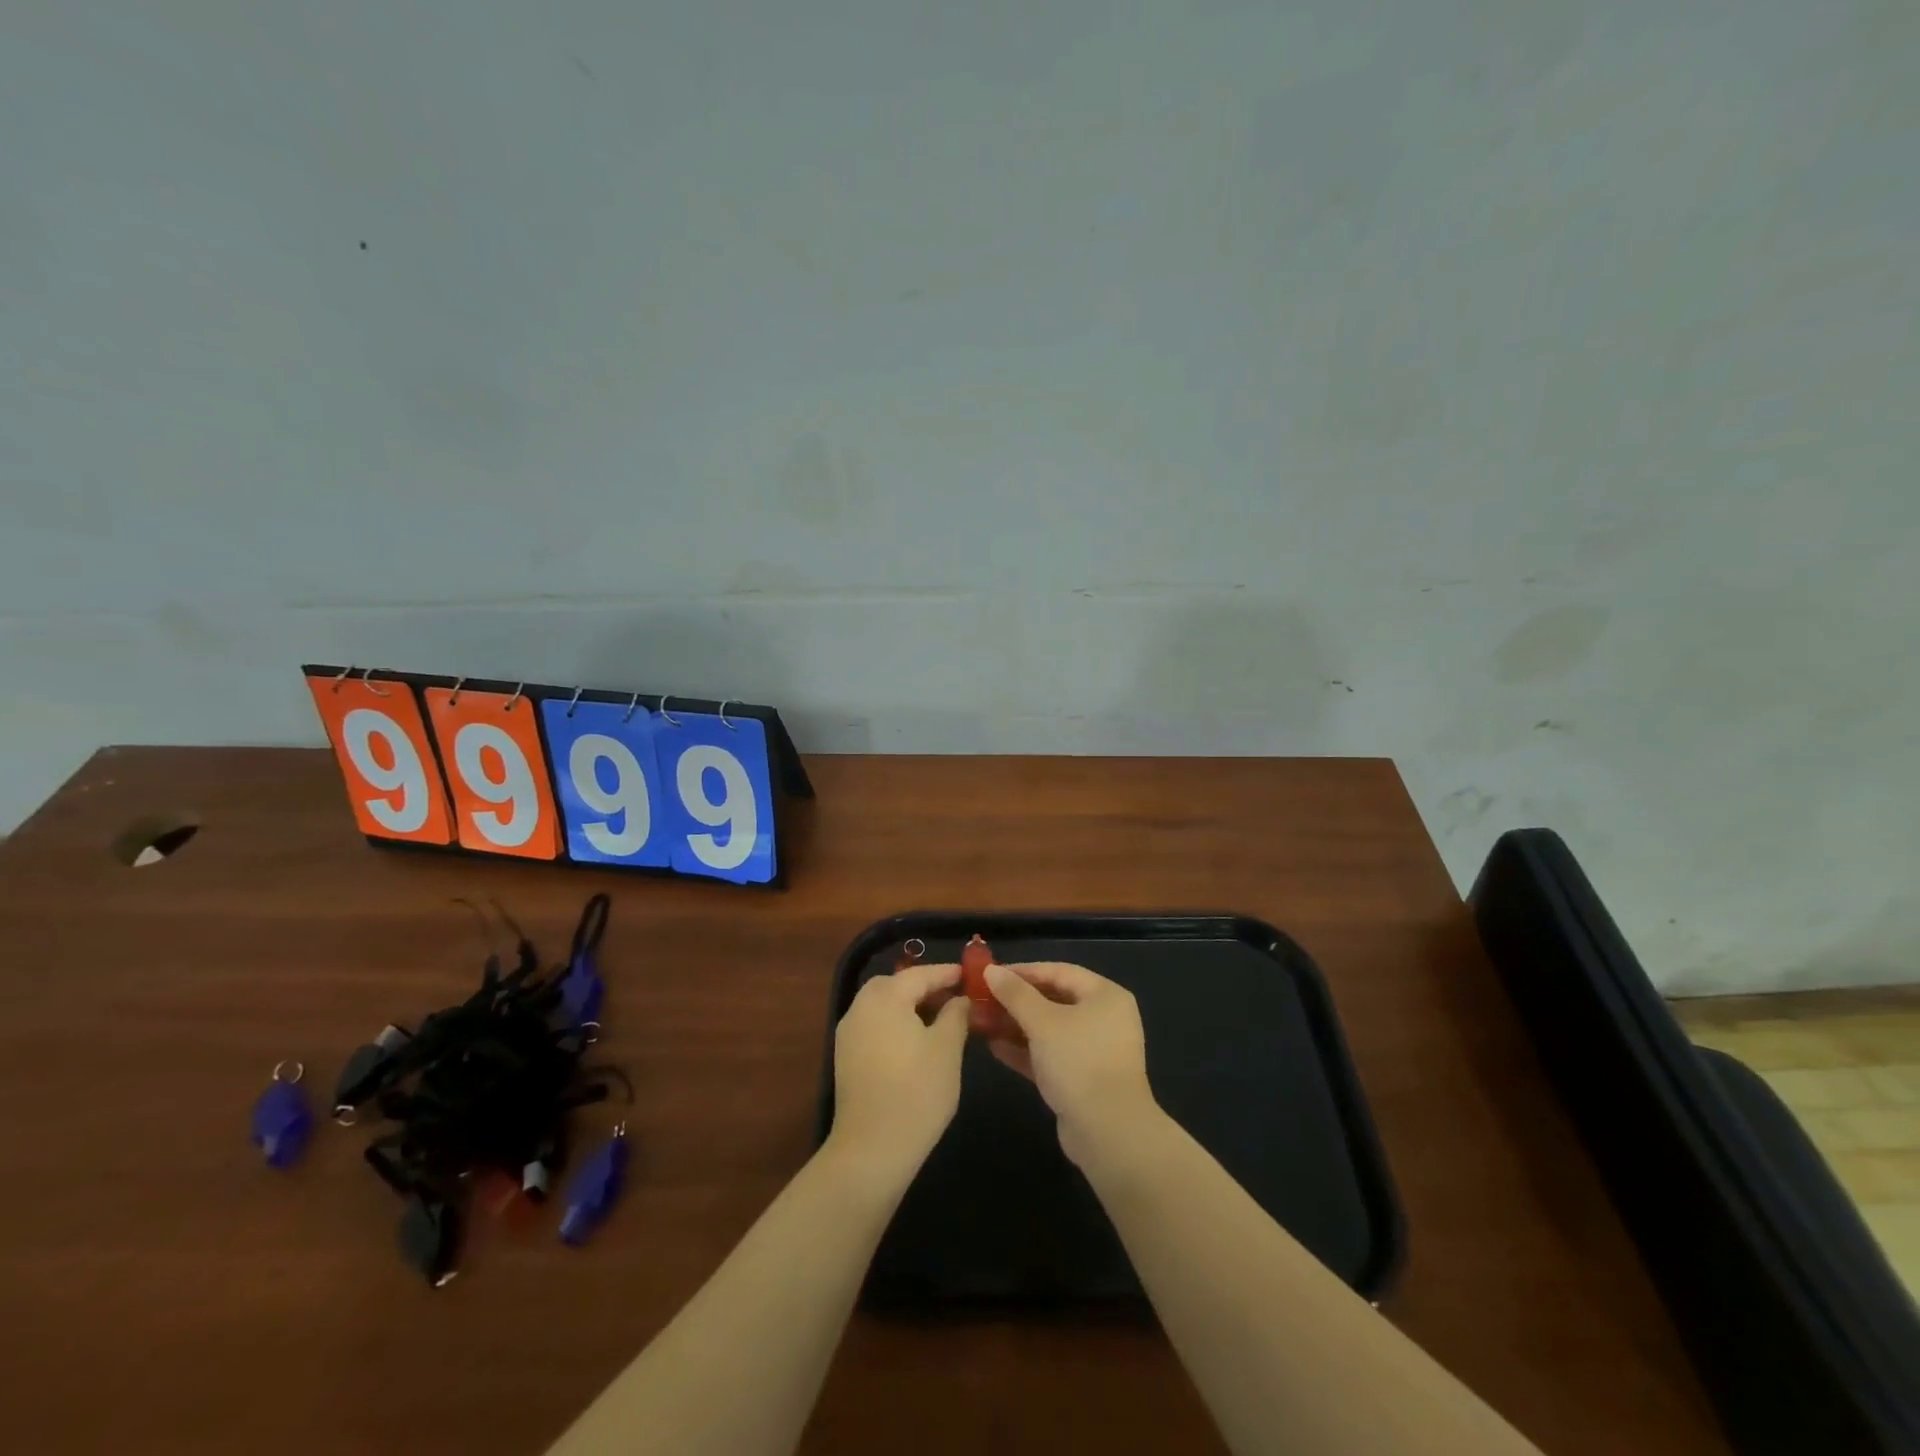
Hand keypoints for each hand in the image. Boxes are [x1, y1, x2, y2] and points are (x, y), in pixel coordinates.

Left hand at [827, 961, 969, 1182]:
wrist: (871, 1149)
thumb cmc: (916, 1092)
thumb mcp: (948, 1049)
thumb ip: (956, 1015)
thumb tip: (960, 999)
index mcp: (886, 997)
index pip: (920, 974)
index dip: (947, 973)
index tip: (970, 975)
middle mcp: (861, 1006)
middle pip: (896, 984)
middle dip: (924, 986)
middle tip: (953, 997)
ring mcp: (848, 1032)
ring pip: (882, 1004)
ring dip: (908, 1005)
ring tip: (939, 1020)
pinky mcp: (845, 1056)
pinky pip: (873, 1025)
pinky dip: (894, 1023)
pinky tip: (915, 1042)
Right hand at [980, 962, 1160, 1169]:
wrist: (1108, 1133)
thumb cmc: (1078, 1062)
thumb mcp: (1043, 1022)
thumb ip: (1016, 994)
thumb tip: (991, 970)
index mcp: (1105, 996)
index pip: (1059, 971)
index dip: (1023, 971)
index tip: (990, 973)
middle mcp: (1103, 1018)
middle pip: (1054, 999)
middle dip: (1016, 1001)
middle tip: (982, 999)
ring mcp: (1094, 1050)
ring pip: (1049, 1029)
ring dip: (1016, 1025)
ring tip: (982, 1022)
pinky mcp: (1082, 1079)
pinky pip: (1050, 1055)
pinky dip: (1025, 1050)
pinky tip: (994, 1047)